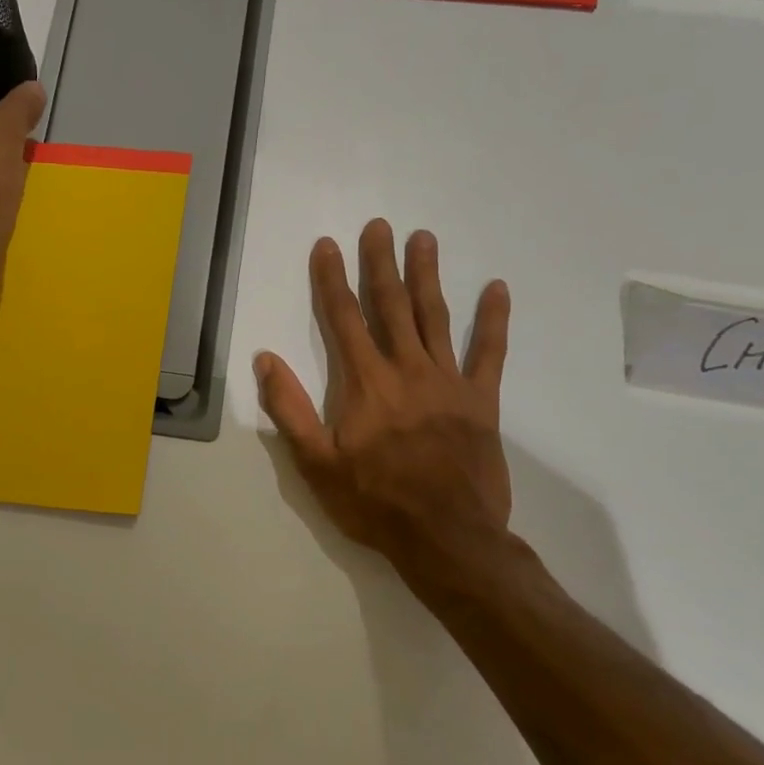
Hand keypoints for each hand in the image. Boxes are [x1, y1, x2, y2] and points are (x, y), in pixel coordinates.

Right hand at [255, 220, 519, 606]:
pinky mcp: (481, 401)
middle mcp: (406, 370)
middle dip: (381, 264)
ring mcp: (448, 382)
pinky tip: (497, 289)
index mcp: (364, 384)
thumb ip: (290, 408)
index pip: (342, 319)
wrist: (445, 538)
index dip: (332, 280)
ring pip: (435, 317)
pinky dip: (493, 320)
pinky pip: (490, 353)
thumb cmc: (374, 503)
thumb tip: (266, 358)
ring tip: (424, 238)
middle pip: (390, 306)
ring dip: (427, 276)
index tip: (328, 246)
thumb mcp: (315, 463)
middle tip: (379, 226)